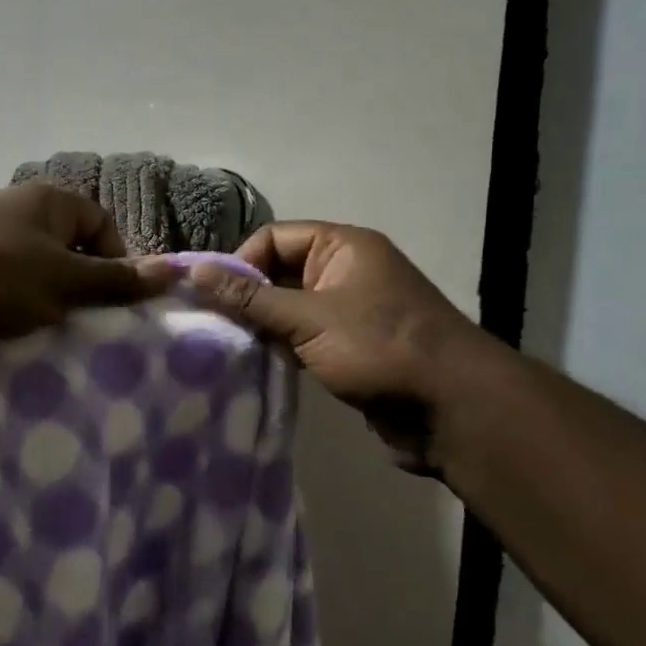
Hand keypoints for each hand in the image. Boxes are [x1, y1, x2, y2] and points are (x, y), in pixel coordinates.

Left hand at [0, 181, 169, 366]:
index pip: (103, 226)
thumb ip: (117, 280)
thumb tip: (176, 269)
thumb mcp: (63, 280)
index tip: (118, 303)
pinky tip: (30, 355)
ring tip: (64, 349)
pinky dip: (22, 328)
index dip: (118, 262)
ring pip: (42, 288)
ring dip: (54, 318)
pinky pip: (11, 307)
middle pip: (73, 259)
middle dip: (86, 297)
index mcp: (46, 203)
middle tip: (97, 334)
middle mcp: (19, 221)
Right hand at [187, 222, 488, 469]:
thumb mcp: (307, 318)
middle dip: (248, 297)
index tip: (216, 298)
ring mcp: (350, 309)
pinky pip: (306, 336)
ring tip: (230, 346)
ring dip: (264, 325)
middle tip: (215, 326)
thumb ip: (250, 298)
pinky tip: (258, 364)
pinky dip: (283, 347)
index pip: (274, 237)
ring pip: (290, 307)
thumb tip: (195, 271)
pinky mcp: (351, 346)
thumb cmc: (377, 347)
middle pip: (280, 271)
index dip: (242, 262)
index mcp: (342, 246)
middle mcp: (346, 270)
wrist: (450, 408)